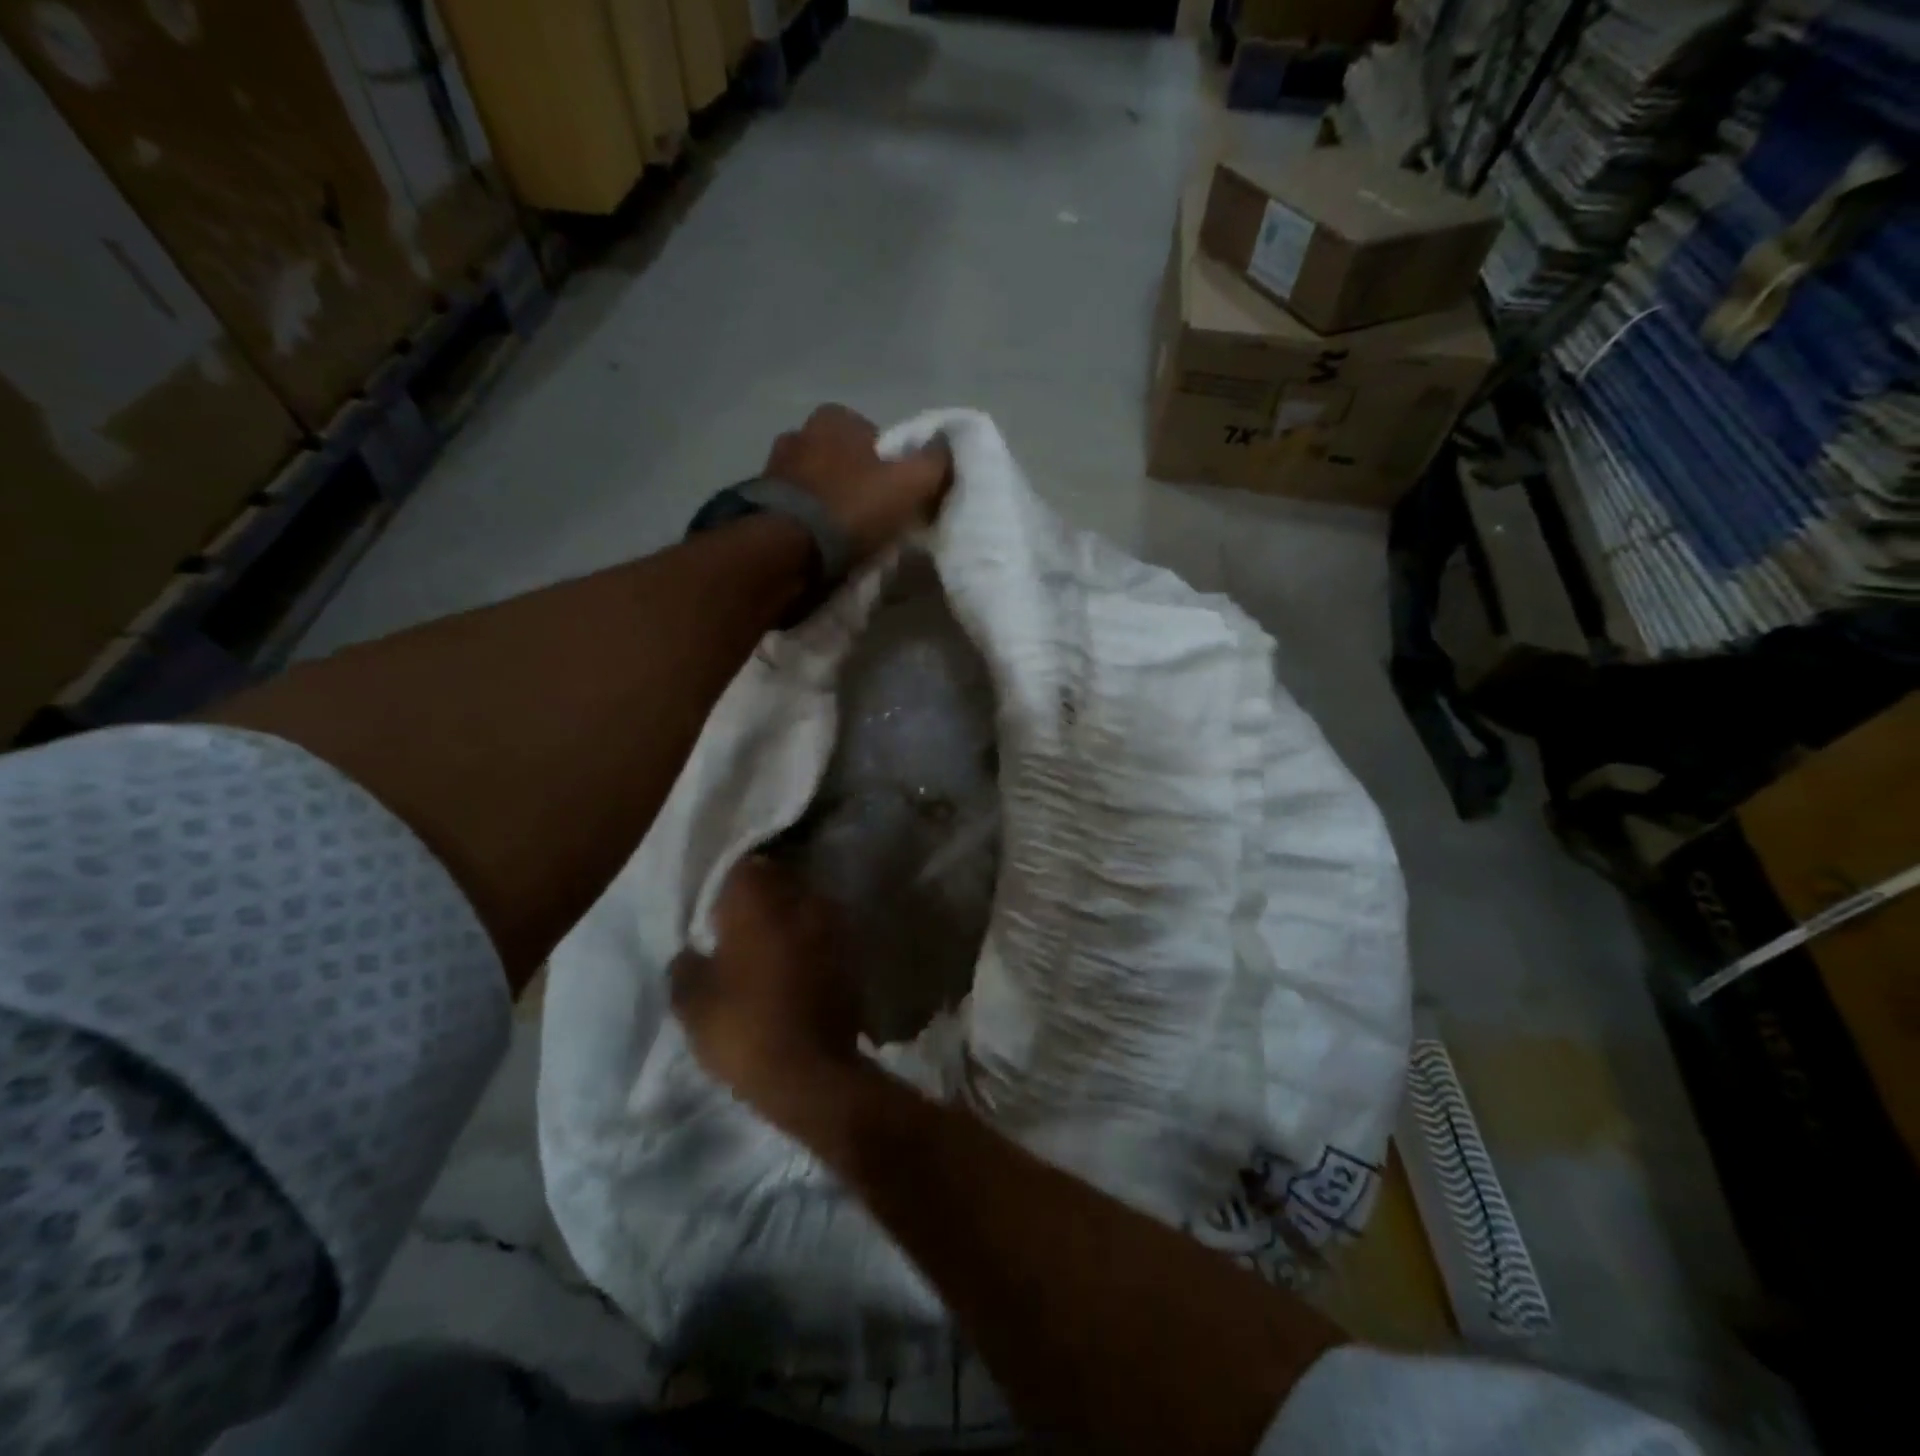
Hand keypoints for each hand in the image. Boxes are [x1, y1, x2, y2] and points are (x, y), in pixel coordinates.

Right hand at [671, 857, 861, 1116]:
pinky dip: (810, 939)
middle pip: (780, 880)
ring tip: (769, 943)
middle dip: (762, 894)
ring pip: (806, 903)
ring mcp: (832, 925)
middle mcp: (801, 902)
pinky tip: (796, 963)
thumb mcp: (693, 1004)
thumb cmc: (743, 1029)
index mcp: (759, 903)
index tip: (718, 906)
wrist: (811, 1071)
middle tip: (740, 922)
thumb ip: (686, 966)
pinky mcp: (852, 951)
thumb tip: (691, 950)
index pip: (745, 867)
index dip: (730, 883)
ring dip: (789, 916)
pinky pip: (824, 931)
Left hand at [765, 405, 951, 563]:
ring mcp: (773, 467)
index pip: (872, 435)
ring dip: (828, 502)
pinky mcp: (756, 503)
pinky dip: (806, 521)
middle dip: (855, 481)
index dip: (889, 464)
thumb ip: (934, 462)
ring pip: (814, 483)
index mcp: (834, 418)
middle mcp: (798, 432)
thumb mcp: (909, 485)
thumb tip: (949, 444)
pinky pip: (793, 507)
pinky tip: (819, 544)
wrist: (786, 550)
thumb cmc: (851, 508)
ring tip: (844, 536)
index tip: (895, 495)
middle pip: (840, 458)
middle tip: (872, 516)